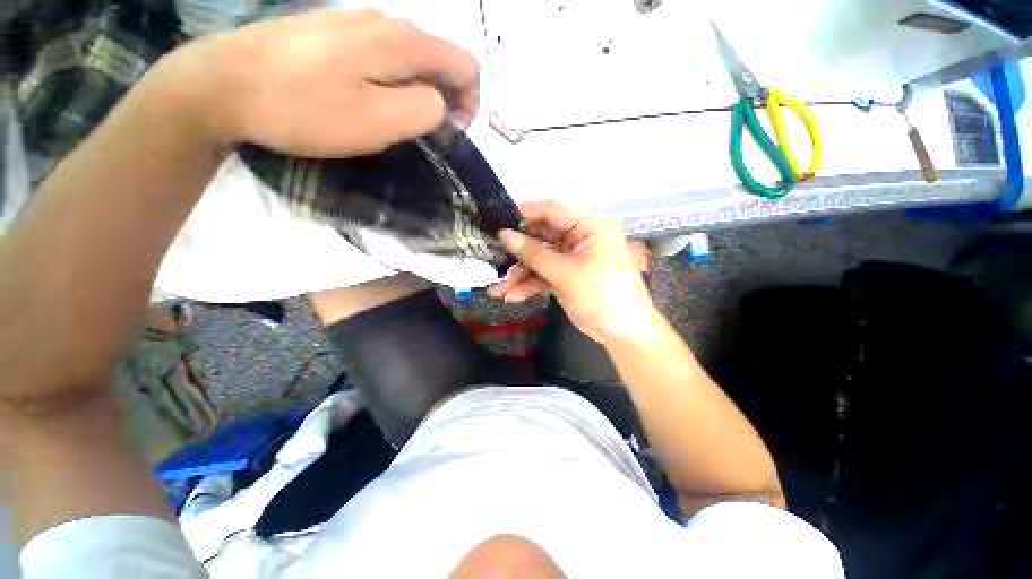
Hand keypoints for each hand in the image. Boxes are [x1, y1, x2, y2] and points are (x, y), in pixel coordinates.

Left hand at [157, 9, 477, 156]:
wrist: (224, 84)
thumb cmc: (304, 108)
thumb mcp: (377, 122)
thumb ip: (423, 112)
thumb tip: (441, 105)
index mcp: (401, 42)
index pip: (465, 64)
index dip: (470, 102)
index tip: (452, 132)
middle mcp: (384, 21)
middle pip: (440, 58)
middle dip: (445, 98)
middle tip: (426, 133)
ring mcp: (355, 21)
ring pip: (411, 57)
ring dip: (419, 90)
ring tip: (398, 119)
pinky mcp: (333, 31)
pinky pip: (382, 54)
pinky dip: (392, 80)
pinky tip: (370, 98)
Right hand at [488, 201, 662, 344]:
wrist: (622, 333)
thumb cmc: (602, 296)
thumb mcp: (566, 274)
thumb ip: (534, 254)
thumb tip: (505, 235)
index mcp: (590, 227)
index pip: (553, 211)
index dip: (526, 215)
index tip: (499, 221)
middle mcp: (580, 238)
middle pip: (542, 237)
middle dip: (519, 252)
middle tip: (494, 258)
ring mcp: (572, 258)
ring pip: (540, 259)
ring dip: (520, 274)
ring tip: (498, 289)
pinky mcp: (566, 276)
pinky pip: (544, 274)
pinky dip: (529, 284)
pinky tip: (512, 296)